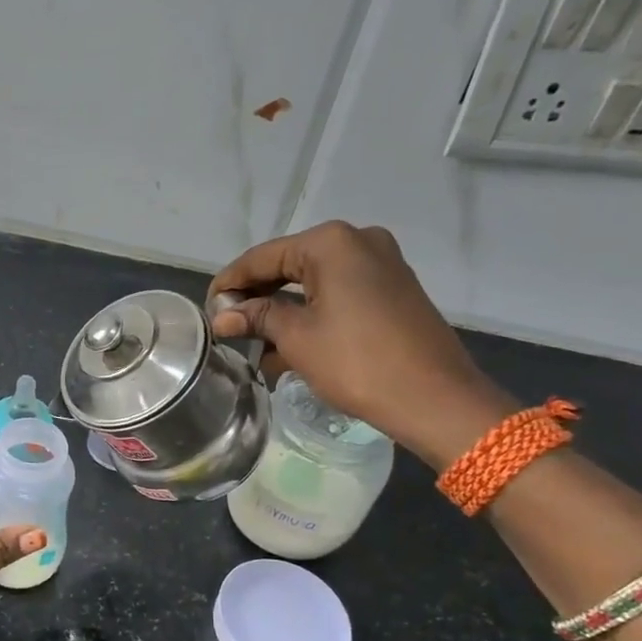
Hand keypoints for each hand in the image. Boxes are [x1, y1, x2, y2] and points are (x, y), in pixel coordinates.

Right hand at [207, 221, 514, 467]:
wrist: (434, 398)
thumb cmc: (357, 362)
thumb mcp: (297, 338)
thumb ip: (256, 317)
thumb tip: (222, 315)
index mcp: (331, 243)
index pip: (263, 257)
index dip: (231, 282)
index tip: (207, 307)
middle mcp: (358, 242)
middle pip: (289, 266)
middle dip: (257, 298)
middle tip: (228, 325)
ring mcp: (381, 264)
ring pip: (314, 283)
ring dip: (283, 311)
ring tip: (254, 344)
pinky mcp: (393, 290)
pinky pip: (339, 295)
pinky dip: (312, 315)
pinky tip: (289, 346)